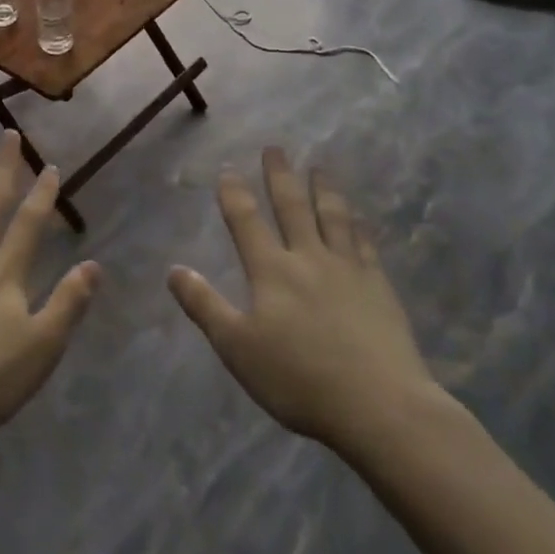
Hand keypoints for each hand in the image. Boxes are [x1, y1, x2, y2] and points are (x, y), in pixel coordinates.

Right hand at [167, 147, 438, 450]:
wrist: (379, 405)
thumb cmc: (298, 379)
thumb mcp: (236, 347)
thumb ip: (204, 306)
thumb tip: (174, 270)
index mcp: (271, 271)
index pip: (246, 222)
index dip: (234, 194)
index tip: (228, 170)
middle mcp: (309, 259)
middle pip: (292, 207)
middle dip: (280, 176)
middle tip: (276, 148)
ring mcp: (349, 270)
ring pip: (333, 217)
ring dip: (323, 189)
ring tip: (320, 167)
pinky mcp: (379, 287)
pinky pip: (365, 244)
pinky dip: (358, 225)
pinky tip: (359, 218)